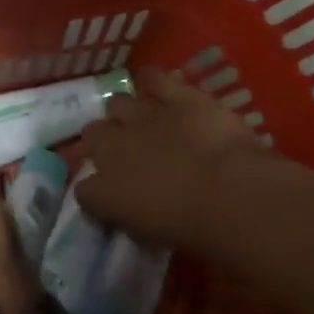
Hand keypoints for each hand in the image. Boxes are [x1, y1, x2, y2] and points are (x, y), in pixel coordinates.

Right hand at [77, 69, 265, 249]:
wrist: (229, 194)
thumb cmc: (192, 229)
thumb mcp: (151, 235)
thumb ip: (132, 215)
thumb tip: (130, 208)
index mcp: (104, 191)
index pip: (83, 189)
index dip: (96, 190)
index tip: (110, 196)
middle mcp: (113, 148)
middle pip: (92, 135)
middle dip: (104, 142)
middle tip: (127, 155)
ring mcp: (143, 116)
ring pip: (117, 104)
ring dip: (126, 114)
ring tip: (142, 122)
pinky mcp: (176, 97)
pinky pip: (155, 78)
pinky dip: (153, 80)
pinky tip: (155, 83)